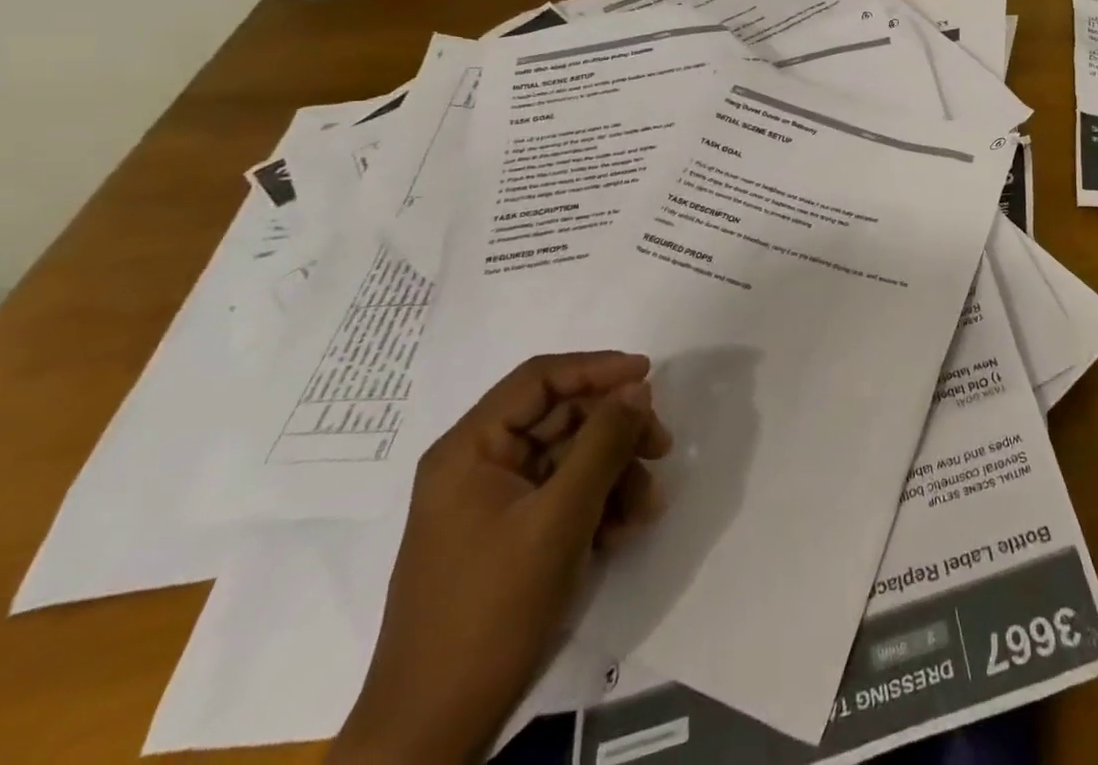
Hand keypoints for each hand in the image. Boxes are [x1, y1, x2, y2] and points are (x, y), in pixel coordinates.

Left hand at [329, 353, 672, 764]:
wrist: (435, 731)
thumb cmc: (492, 610)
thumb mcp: (559, 518)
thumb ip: (603, 442)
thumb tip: (637, 388)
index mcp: (470, 450)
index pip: (540, 379)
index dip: (597, 368)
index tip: (648, 375)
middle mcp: (478, 466)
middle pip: (561, 418)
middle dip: (616, 431)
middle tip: (662, 446)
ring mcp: (493, 504)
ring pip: (570, 459)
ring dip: (615, 473)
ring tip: (647, 507)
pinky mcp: (508, 537)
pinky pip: (563, 497)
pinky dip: (598, 505)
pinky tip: (623, 532)